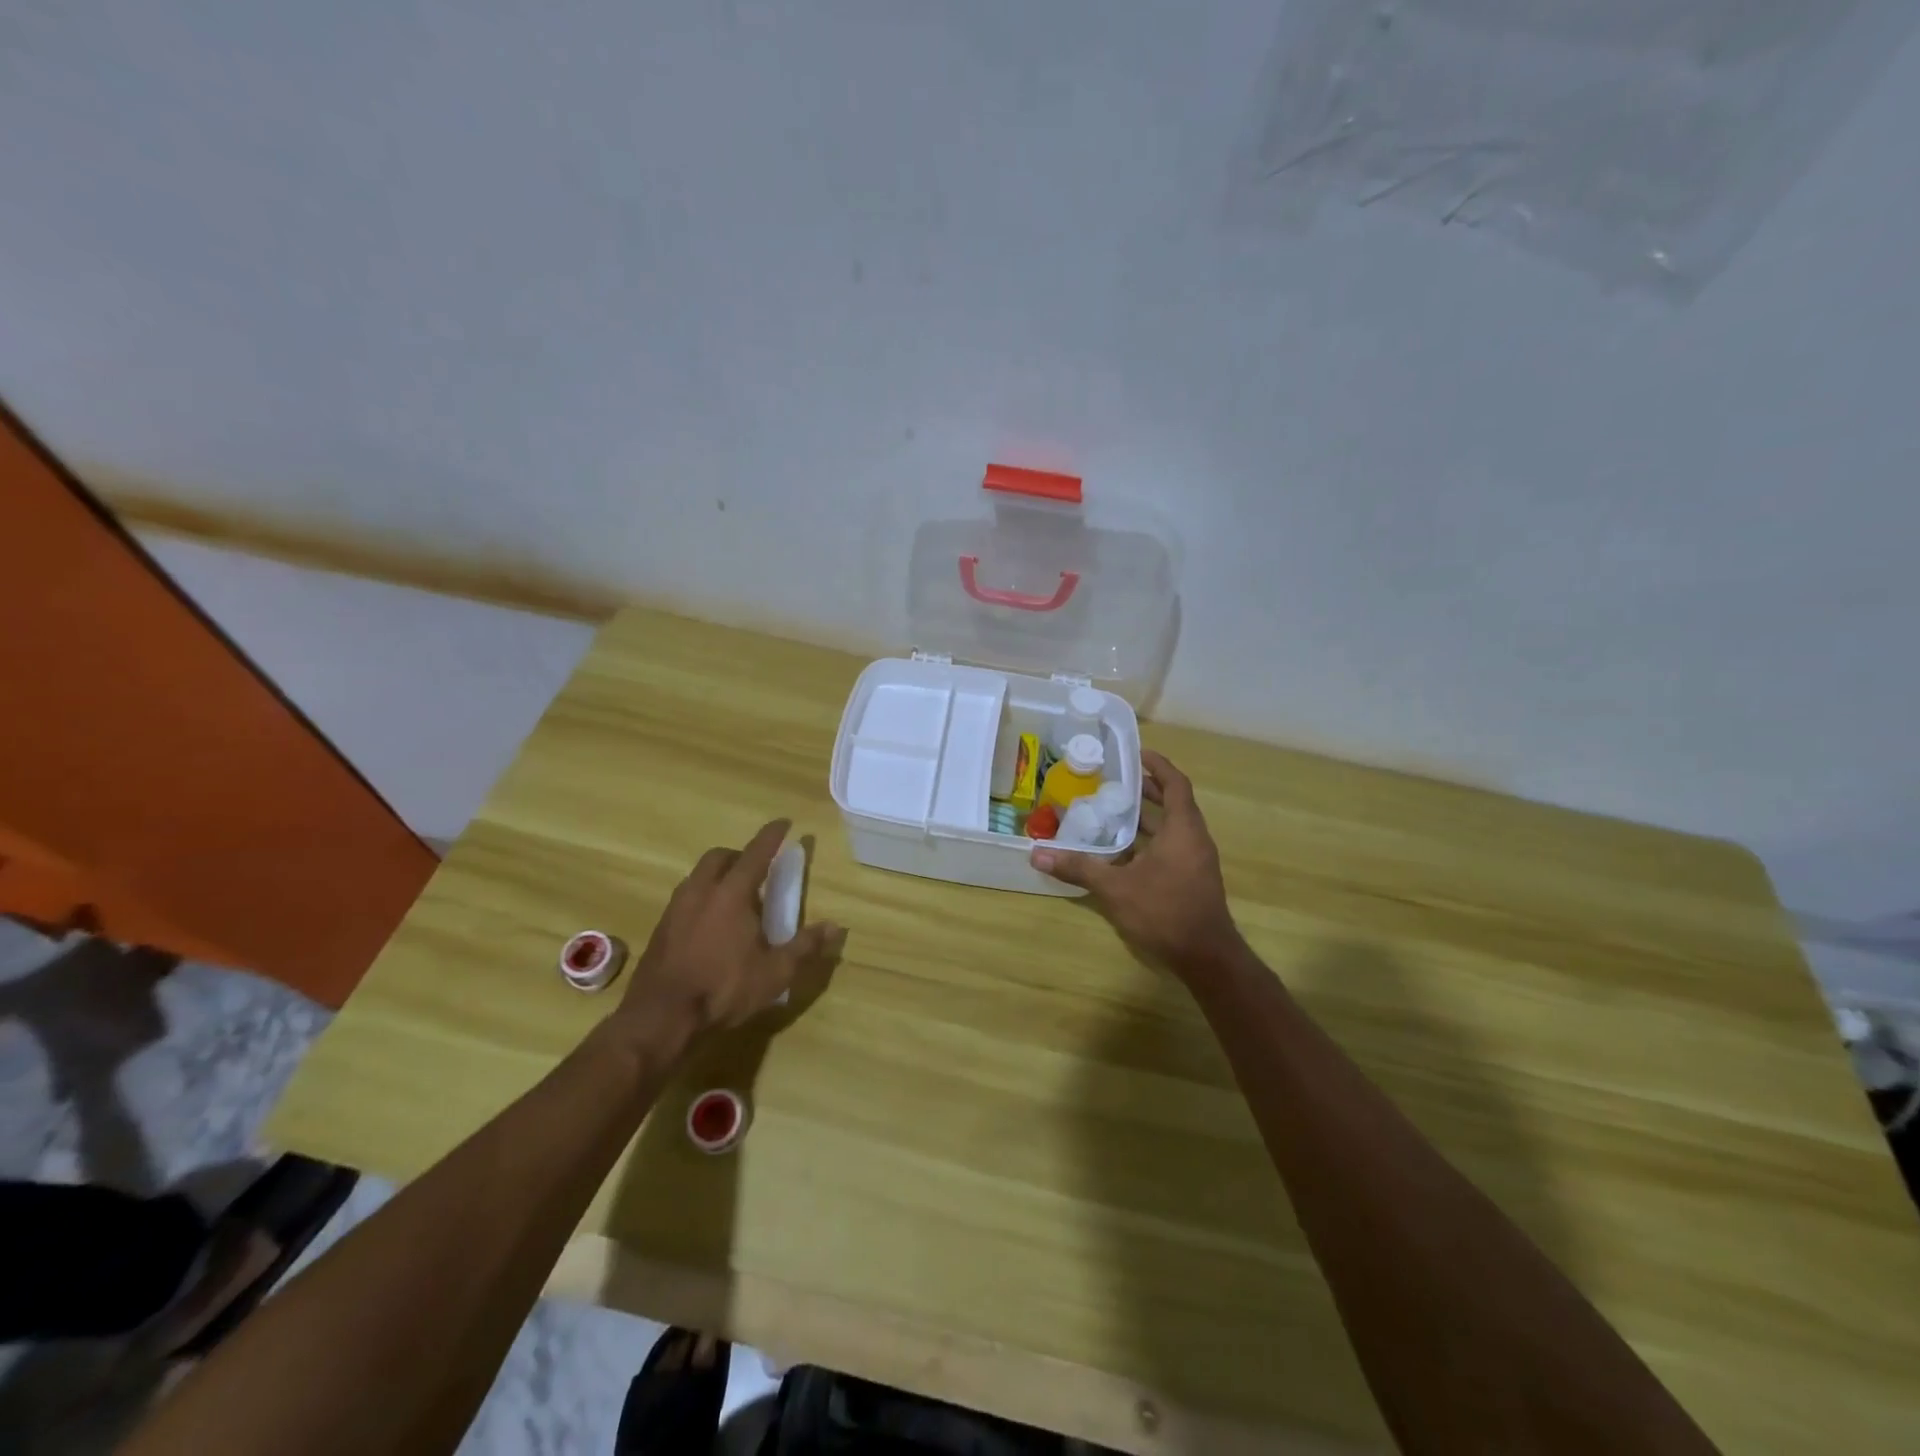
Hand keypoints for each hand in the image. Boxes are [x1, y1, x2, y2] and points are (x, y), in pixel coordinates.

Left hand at [615, 820, 844, 1045]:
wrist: (660, 1018)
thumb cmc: (723, 989)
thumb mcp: (775, 973)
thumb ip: (805, 946)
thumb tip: (835, 927)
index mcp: (732, 894)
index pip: (756, 853)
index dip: (772, 835)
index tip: (784, 822)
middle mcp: (701, 891)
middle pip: (720, 857)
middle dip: (740, 855)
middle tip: (758, 871)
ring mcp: (676, 908)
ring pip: (699, 876)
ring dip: (719, 876)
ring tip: (735, 899)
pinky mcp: (661, 928)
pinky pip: (686, 898)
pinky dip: (703, 897)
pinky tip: (710, 925)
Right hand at [1031, 750, 1243, 974]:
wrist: (1206, 958)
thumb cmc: (1165, 911)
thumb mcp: (1116, 888)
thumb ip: (1079, 868)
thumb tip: (1037, 853)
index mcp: (1184, 829)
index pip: (1175, 783)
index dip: (1158, 765)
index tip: (1136, 753)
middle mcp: (1194, 839)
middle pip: (1174, 803)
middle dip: (1147, 789)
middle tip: (1115, 780)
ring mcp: (1196, 861)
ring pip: (1172, 827)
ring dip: (1147, 817)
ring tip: (1113, 810)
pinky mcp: (1192, 879)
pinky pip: (1172, 847)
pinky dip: (1150, 840)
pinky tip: (1123, 851)